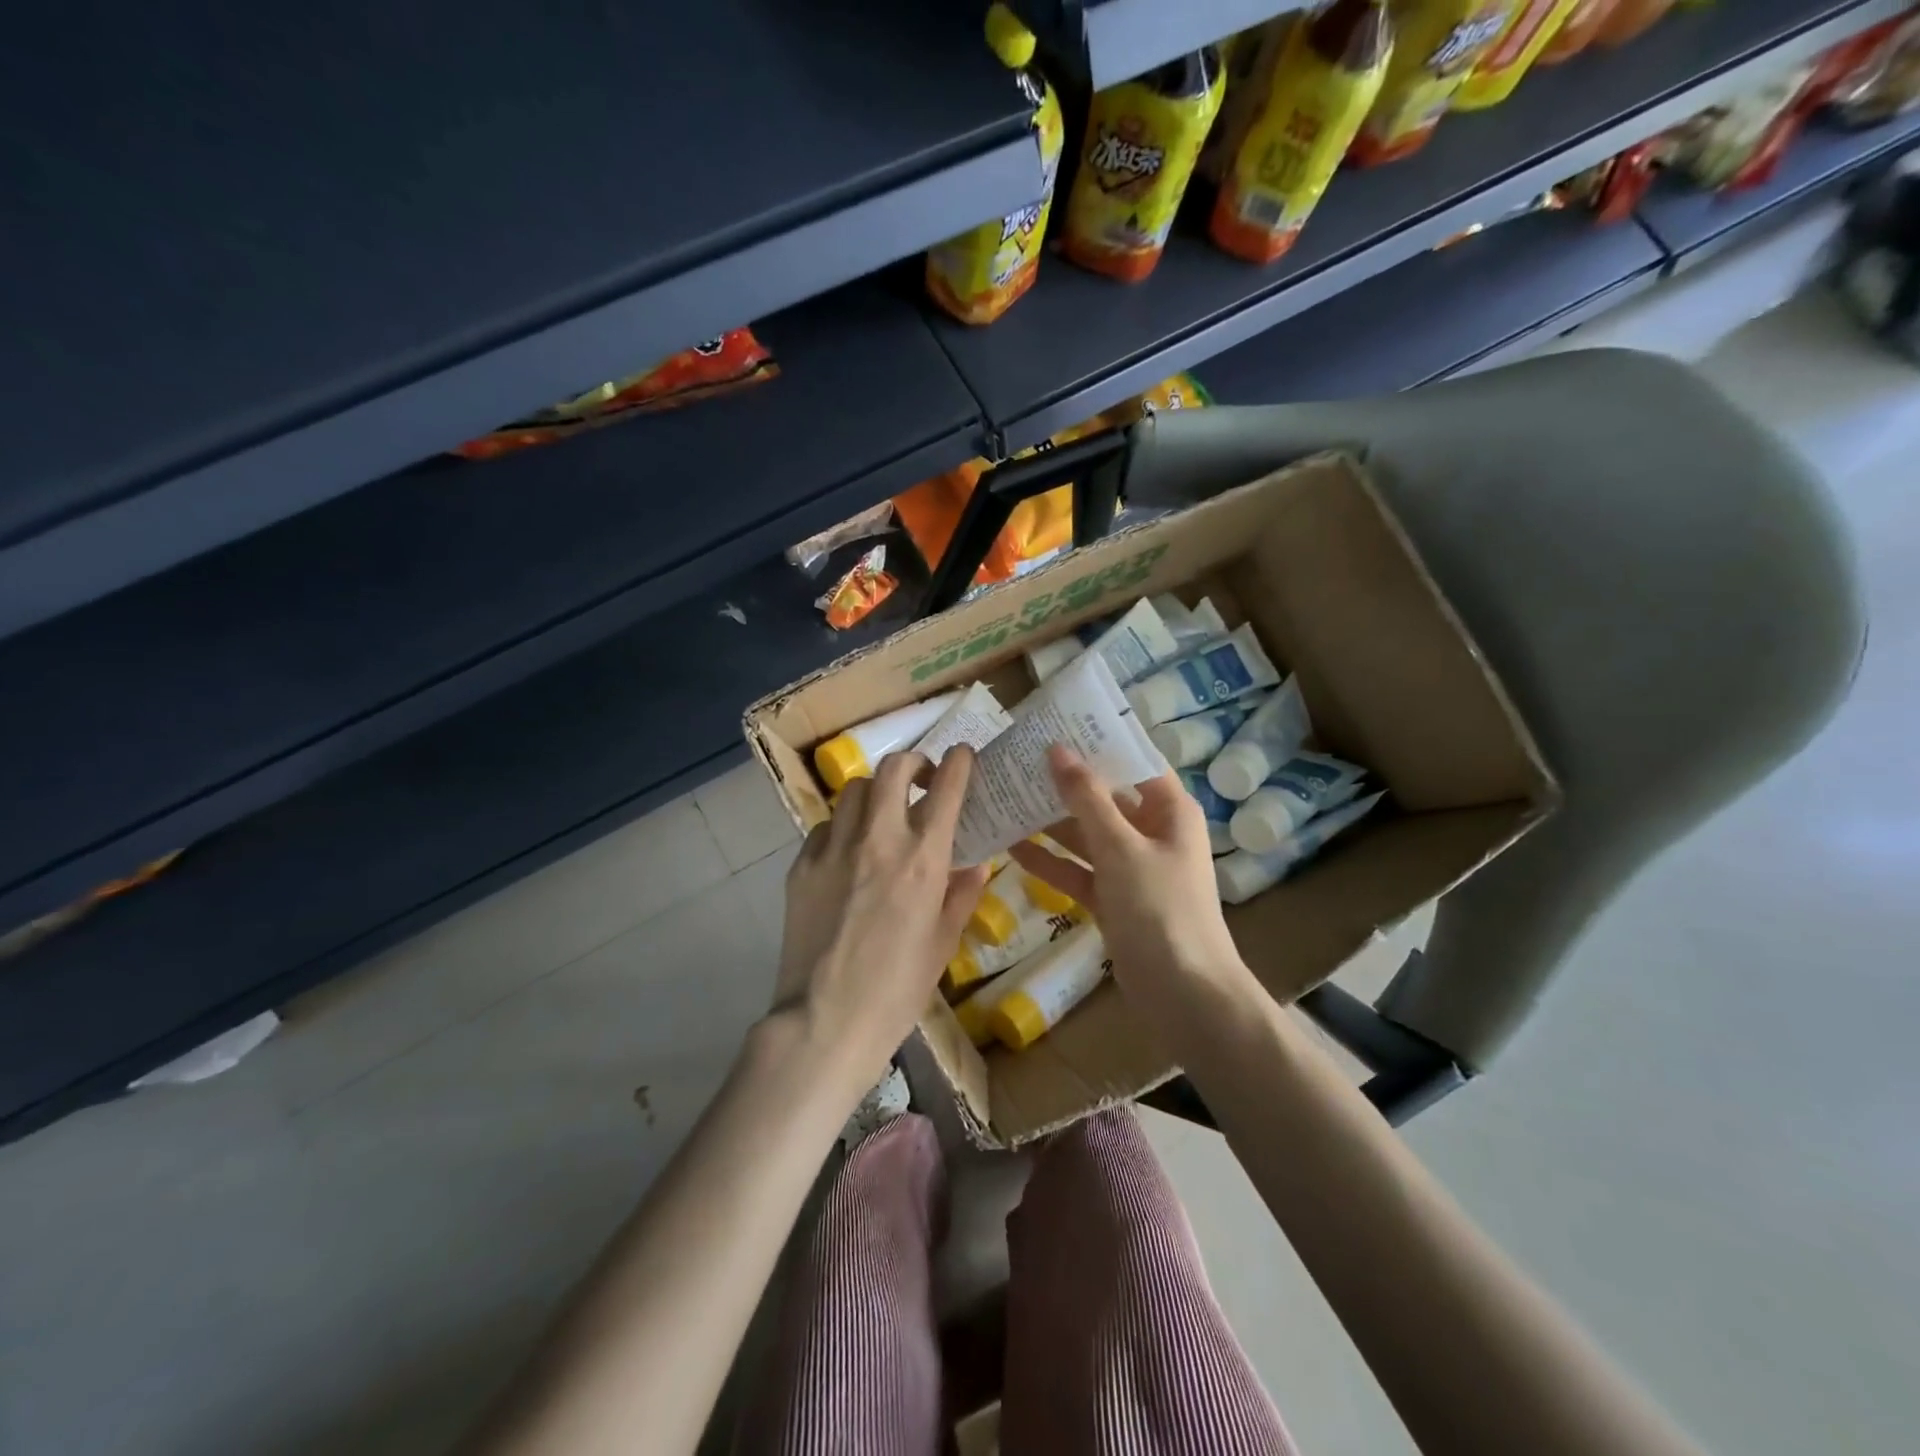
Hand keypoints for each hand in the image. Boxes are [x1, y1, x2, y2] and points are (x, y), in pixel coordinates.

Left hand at [772, 747, 990, 1089]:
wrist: (825, 1020)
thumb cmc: (897, 990)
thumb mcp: (943, 943)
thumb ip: (962, 895)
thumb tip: (976, 864)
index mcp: (922, 860)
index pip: (945, 788)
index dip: (958, 762)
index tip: (962, 756)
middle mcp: (878, 840)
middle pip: (893, 769)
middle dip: (912, 763)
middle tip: (920, 780)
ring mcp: (834, 849)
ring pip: (855, 789)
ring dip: (875, 792)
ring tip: (882, 814)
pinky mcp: (801, 865)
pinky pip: (826, 826)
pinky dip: (843, 827)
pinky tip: (848, 852)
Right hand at [1010, 745, 1249, 1004]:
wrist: (1185, 996)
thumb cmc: (1162, 910)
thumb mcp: (1121, 848)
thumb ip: (1086, 799)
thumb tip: (1057, 749)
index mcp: (1168, 809)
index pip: (1131, 760)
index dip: (1095, 742)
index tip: (1052, 725)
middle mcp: (1151, 831)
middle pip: (1103, 796)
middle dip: (1062, 783)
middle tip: (1014, 760)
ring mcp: (1130, 867)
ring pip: (1085, 834)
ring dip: (1050, 822)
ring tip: (1003, 797)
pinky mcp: (1113, 899)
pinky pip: (1078, 871)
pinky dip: (1050, 862)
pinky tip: (1011, 848)